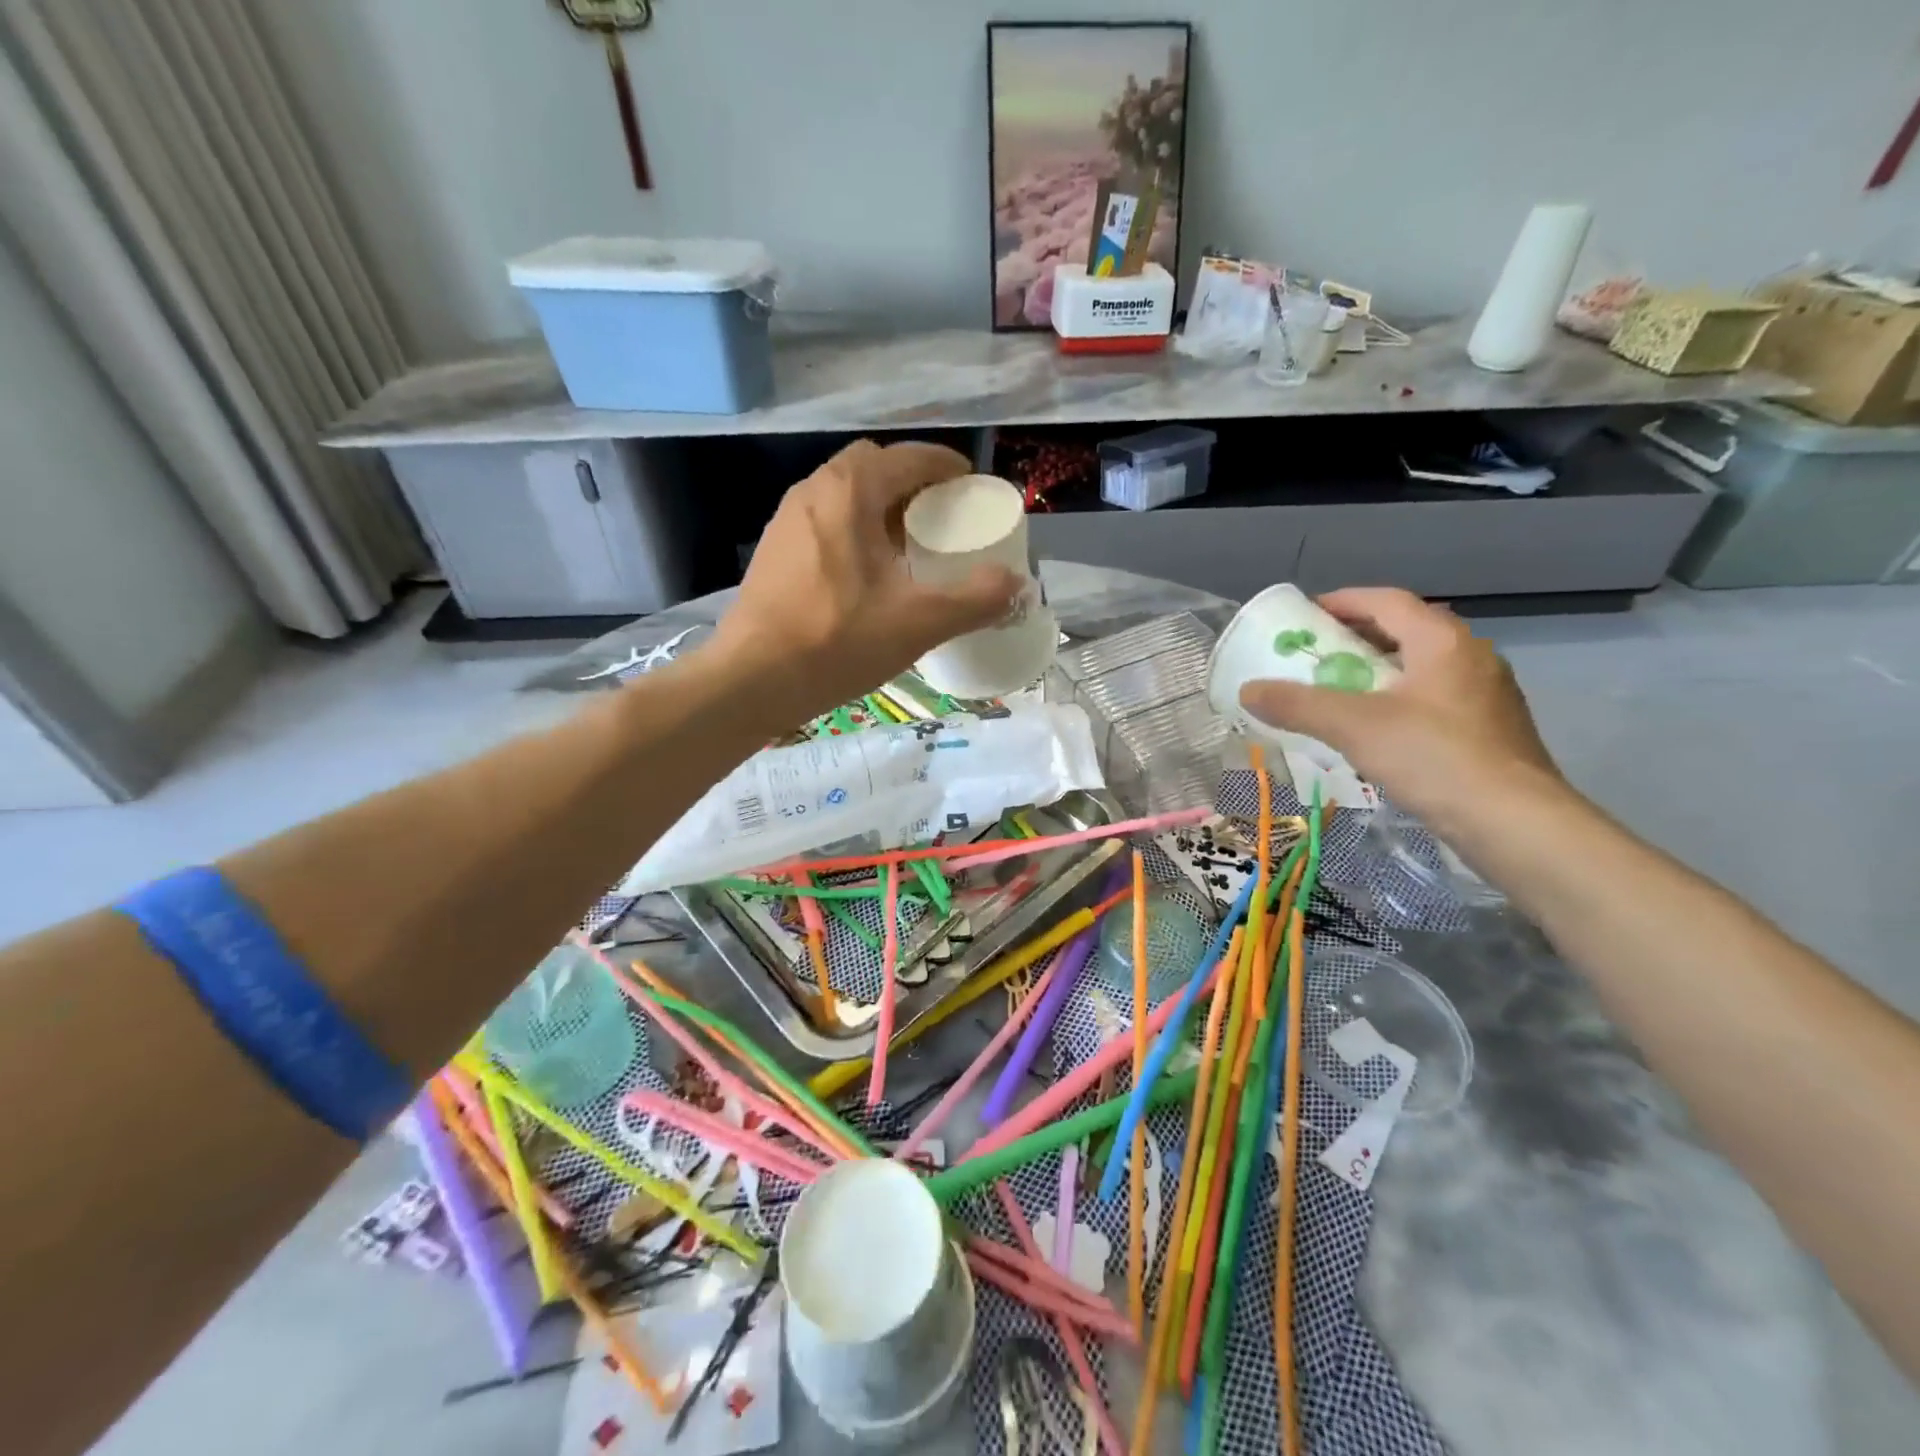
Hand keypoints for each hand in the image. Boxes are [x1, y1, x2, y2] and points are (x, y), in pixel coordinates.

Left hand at [707, 441, 1021, 725]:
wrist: (753, 679)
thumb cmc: (839, 641)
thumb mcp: (920, 622)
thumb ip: (976, 599)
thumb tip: (1016, 584)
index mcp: (850, 491)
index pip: (907, 457)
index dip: (943, 465)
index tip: (969, 484)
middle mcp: (813, 491)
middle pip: (871, 468)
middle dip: (909, 482)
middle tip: (938, 515)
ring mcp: (786, 521)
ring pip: (843, 495)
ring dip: (878, 507)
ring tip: (906, 544)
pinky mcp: (772, 552)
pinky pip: (823, 523)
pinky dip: (852, 530)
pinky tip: (865, 574)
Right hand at [1238, 588, 1560, 821]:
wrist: (1515, 824)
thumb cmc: (1434, 758)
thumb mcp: (1353, 727)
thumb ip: (1298, 704)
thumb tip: (1247, 690)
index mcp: (1442, 641)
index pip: (1386, 601)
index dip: (1342, 601)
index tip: (1305, 617)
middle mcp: (1471, 657)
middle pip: (1405, 631)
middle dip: (1356, 638)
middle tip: (1315, 656)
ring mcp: (1487, 694)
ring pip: (1421, 668)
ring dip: (1378, 672)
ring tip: (1339, 693)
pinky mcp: (1491, 730)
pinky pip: (1434, 699)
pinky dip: (1398, 701)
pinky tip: (1377, 732)